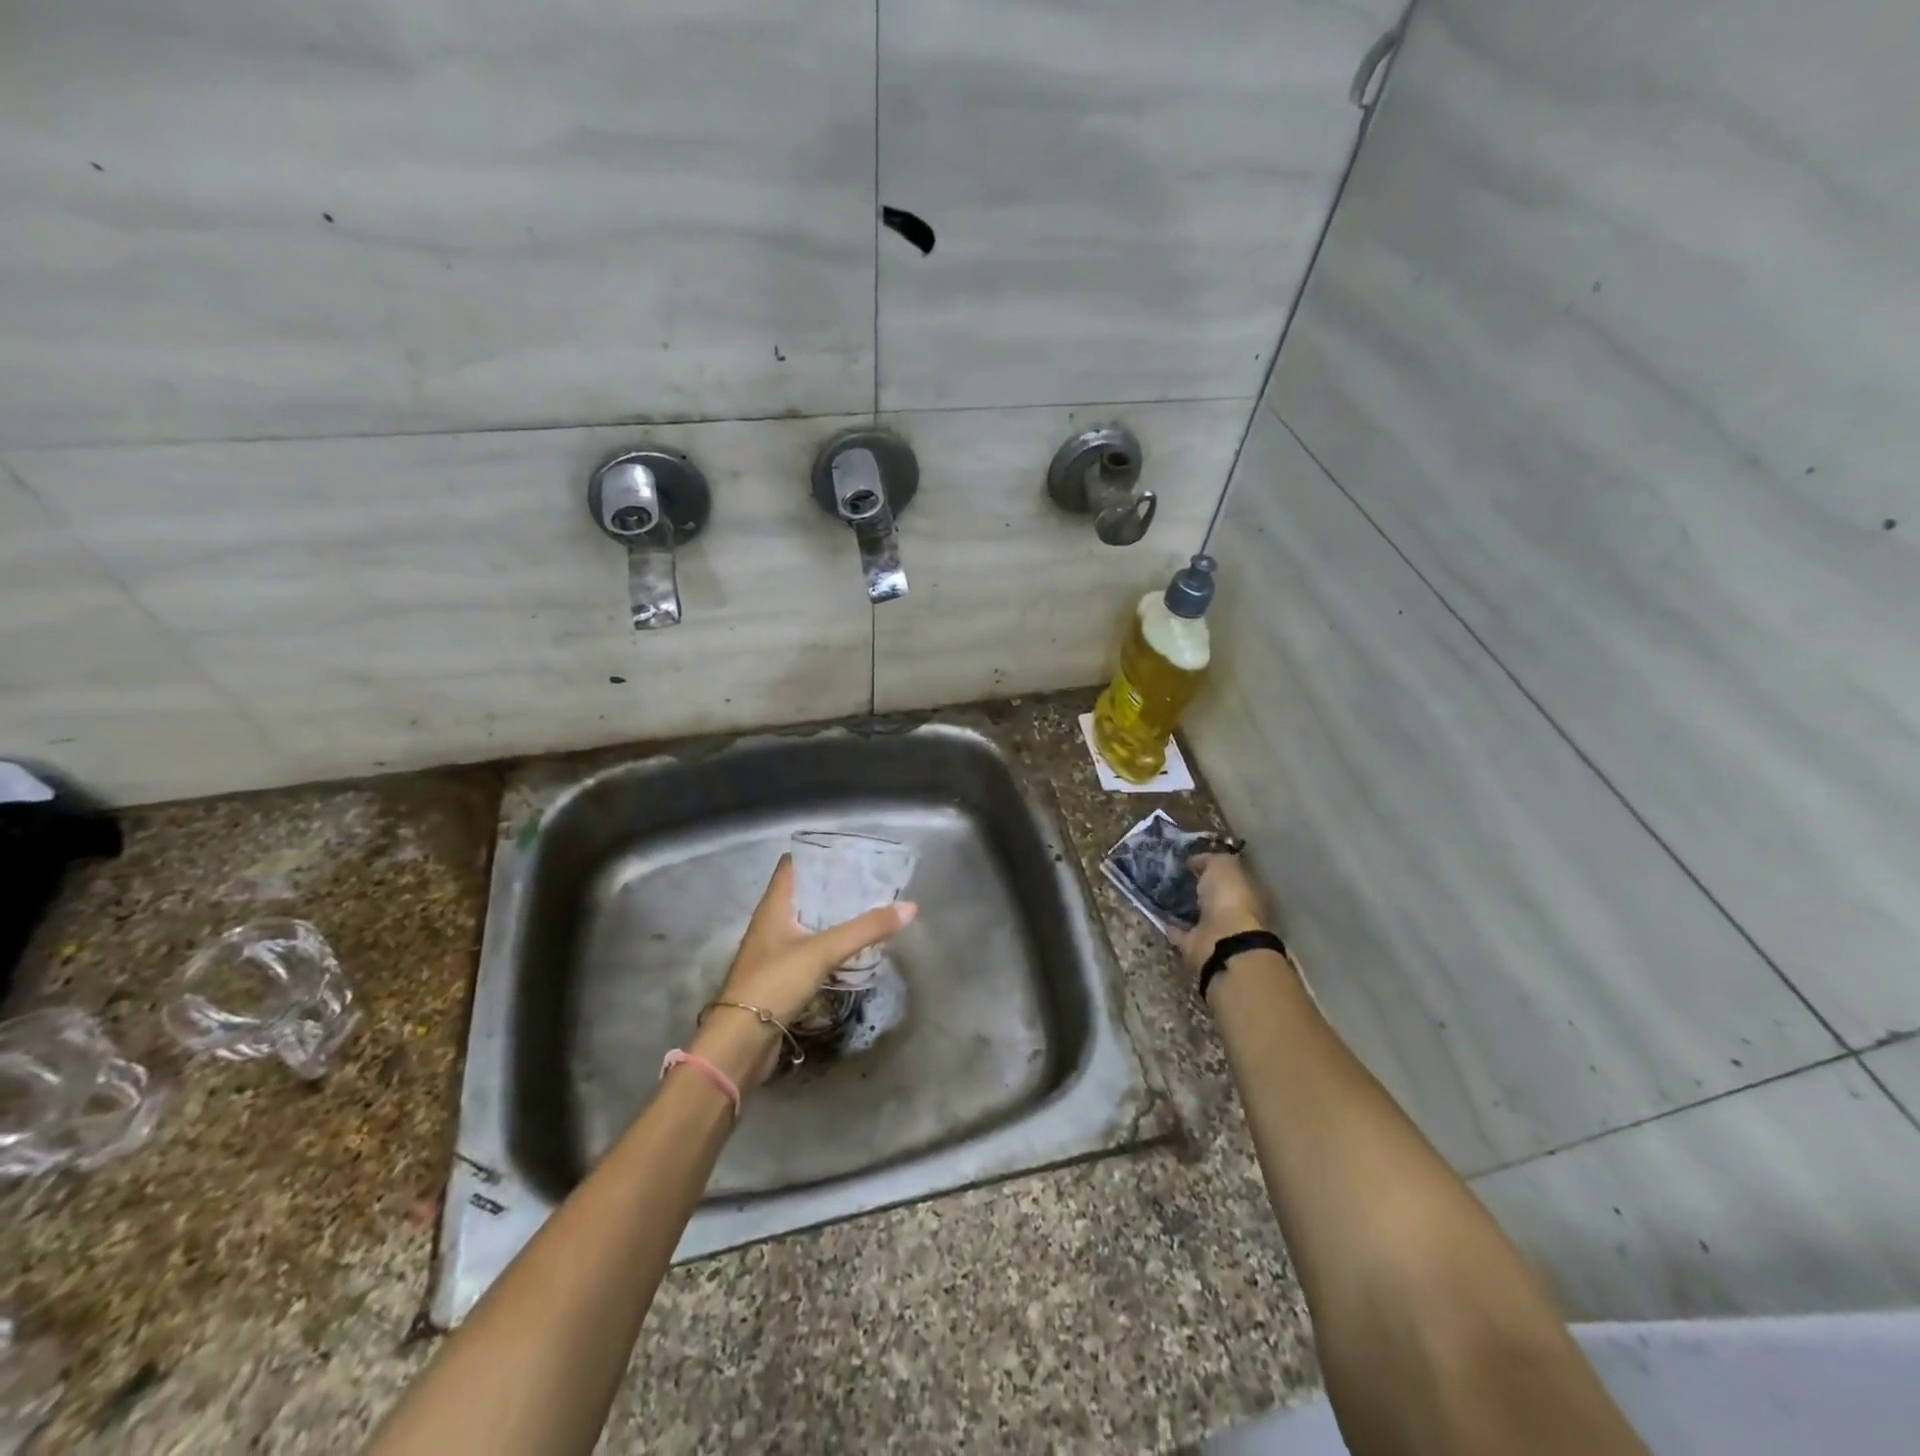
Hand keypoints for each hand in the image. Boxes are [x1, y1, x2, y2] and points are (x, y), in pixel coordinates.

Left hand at [690, 856, 916, 1086]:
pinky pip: (812, 949)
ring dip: (836, 916)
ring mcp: (776, 950)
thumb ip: (866, 929)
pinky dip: (833, 943)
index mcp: (774, 906)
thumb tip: (910, 906)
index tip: (851, 852)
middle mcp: (772, 922)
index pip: (793, 865)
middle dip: (836, 886)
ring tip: (870, 909)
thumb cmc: (775, 983)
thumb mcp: (823, 951)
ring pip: (810, 922)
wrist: (741, 1041)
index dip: (819, 854)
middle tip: (871, 881)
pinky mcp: (783, 975)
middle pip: (806, 893)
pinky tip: (855, 947)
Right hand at [1173, 853, 1266, 975]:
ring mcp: (1217, 932)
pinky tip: (1158, 913)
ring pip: (1199, 915)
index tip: (1192, 860)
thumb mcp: (1223, 865)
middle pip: (1216, 896)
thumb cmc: (1229, 898)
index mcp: (1249, 892)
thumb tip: (1195, 861)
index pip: (1232, 875)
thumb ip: (1210, 860)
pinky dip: (1172, 925)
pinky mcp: (1197, 946)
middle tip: (1176, 875)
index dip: (1214, 867)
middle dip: (1200, 887)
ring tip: (1164, 892)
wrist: (1222, 941)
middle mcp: (1236, 913)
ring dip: (1185, 907)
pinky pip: (1182, 932)